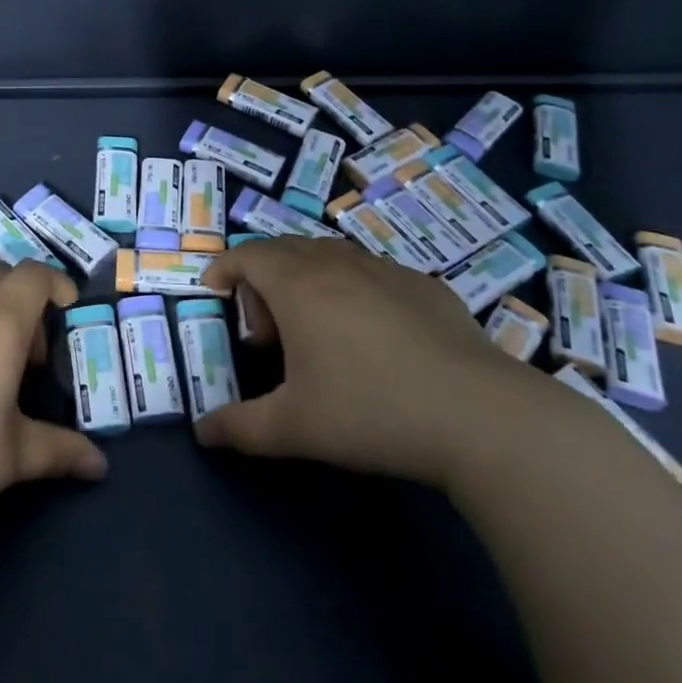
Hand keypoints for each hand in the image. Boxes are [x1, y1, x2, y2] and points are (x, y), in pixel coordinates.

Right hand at [197, 235, 546, 488]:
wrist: (478, 416)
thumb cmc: (370, 411)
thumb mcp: (294, 428)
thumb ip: (240, 427)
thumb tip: (203, 432)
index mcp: (298, 285)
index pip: (247, 255)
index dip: (224, 268)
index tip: (214, 292)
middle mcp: (338, 263)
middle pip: (285, 250)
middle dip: (263, 280)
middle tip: (267, 333)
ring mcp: (386, 269)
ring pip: (330, 256)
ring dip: (307, 280)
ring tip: (316, 332)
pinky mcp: (425, 285)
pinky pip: (372, 273)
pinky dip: (352, 289)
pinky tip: (373, 337)